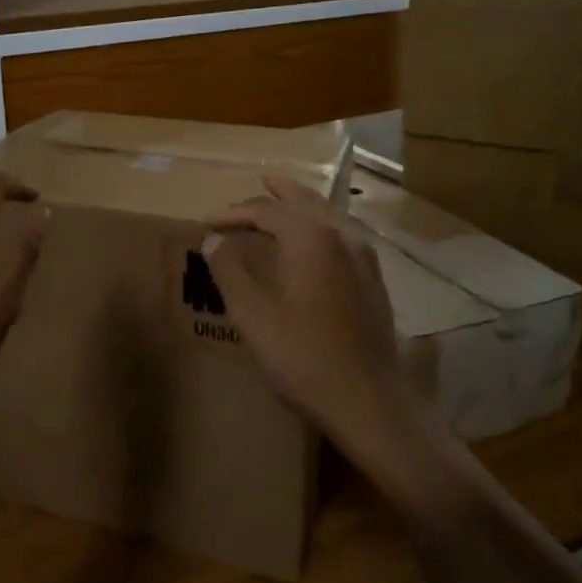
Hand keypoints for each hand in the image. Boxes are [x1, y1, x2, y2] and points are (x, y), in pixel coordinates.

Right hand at [205, 175, 422, 479]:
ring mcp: (364, 258)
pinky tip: (315, 244)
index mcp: (310, 238)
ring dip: (303, 207)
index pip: (265, 211)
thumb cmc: (303, 356)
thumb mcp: (253, 314)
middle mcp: (341, 236)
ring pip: (329, 216)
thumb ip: (230, 271)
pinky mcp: (374, 281)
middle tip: (260, 182)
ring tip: (285, 204)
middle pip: (305, 201)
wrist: (368, 400)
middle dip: (278, 193)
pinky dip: (321, 227)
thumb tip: (214, 240)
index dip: (233, 214)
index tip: (207, 224)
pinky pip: (343, 236)